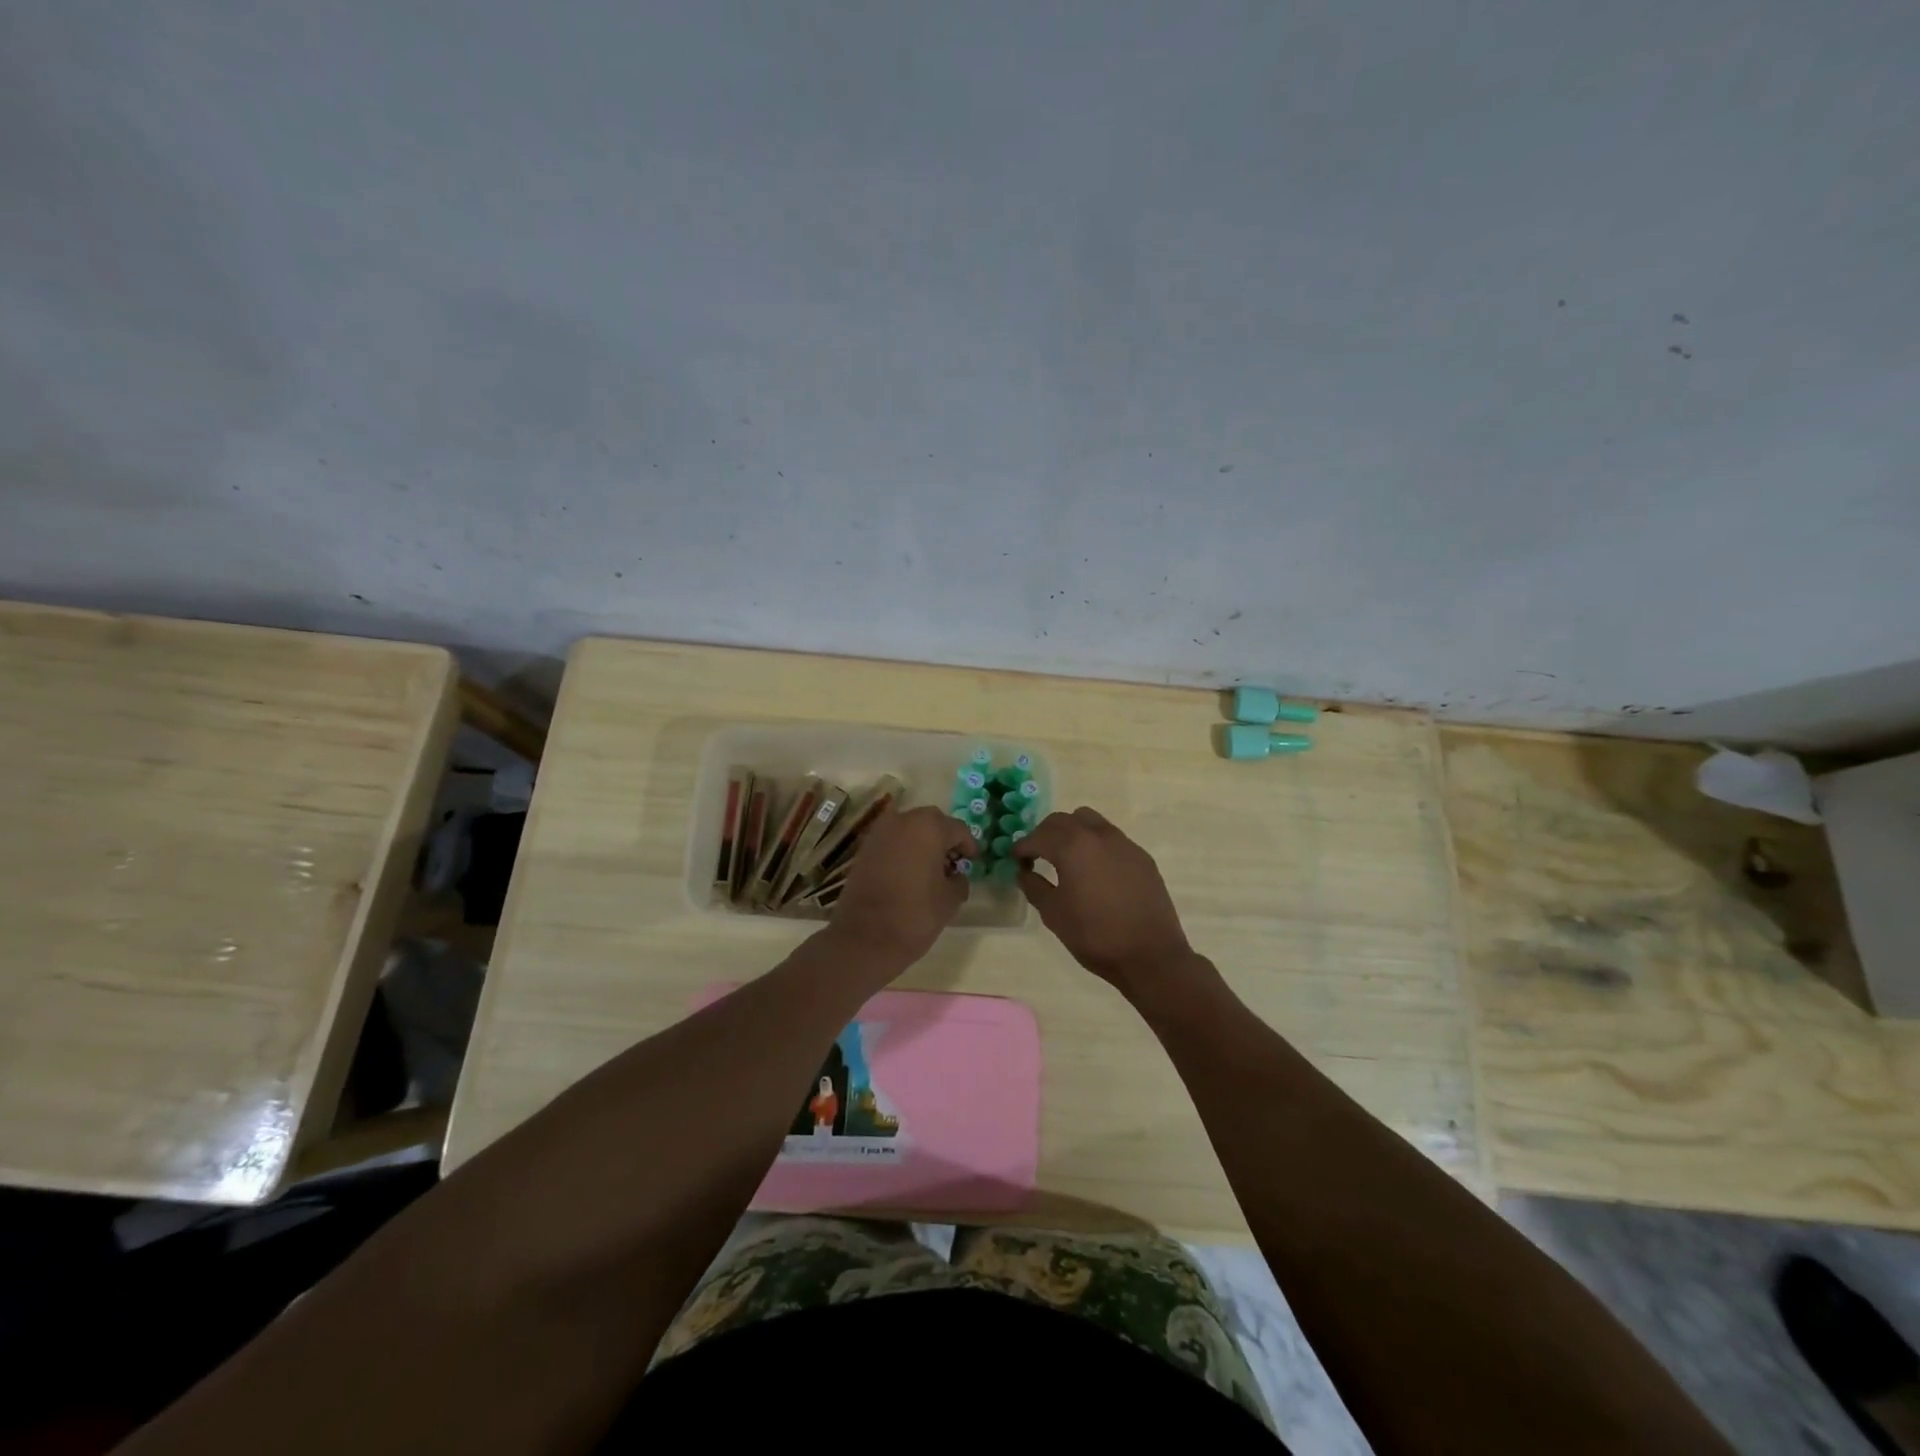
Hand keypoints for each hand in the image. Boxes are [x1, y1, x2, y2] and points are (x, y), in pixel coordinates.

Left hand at [829, 806, 974, 966]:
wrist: (864, 938)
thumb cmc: (915, 915)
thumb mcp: (950, 899)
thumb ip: (960, 880)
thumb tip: (956, 875)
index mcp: (929, 827)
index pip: (958, 829)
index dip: (969, 846)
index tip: (972, 862)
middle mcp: (903, 820)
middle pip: (932, 822)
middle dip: (944, 840)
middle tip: (952, 864)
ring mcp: (879, 832)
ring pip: (910, 829)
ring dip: (923, 843)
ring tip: (931, 870)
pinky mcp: (864, 848)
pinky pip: (892, 841)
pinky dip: (904, 850)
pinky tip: (909, 873)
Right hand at [1014, 807, 1203, 1004]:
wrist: (1151, 955)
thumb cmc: (1095, 935)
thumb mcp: (1054, 914)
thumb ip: (1034, 886)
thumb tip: (1024, 871)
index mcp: (1072, 846)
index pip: (1038, 836)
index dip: (1022, 847)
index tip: (1015, 860)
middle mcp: (1098, 835)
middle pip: (1063, 820)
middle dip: (1045, 834)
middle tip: (1036, 855)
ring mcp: (1123, 843)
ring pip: (1089, 820)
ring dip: (1071, 831)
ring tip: (1066, 856)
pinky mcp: (1141, 856)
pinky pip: (1110, 837)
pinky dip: (1094, 843)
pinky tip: (1094, 870)